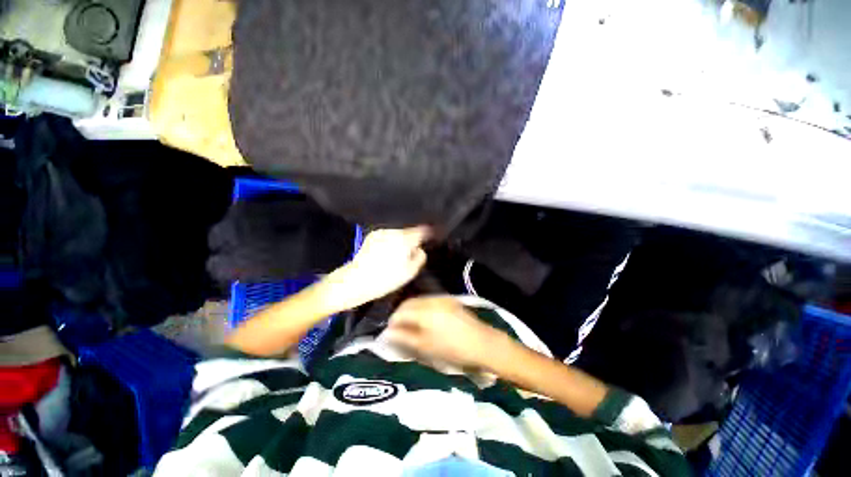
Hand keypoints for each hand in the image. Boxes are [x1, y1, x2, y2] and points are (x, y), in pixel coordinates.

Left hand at [326, 226, 429, 308]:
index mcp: (404, 240)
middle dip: (412, 239)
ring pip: (398, 233)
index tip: (432, 236)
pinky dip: (390, 242)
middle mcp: (393, 232)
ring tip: (398, 255)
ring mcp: (381, 232)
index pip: (422, 230)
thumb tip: (420, 249)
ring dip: (401, 240)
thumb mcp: (409, 272)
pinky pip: (387, 236)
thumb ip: (419, 257)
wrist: (355, 281)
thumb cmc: (385, 279)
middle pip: (409, 231)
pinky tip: (386, 254)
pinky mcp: (372, 236)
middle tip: (412, 252)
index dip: (429, 233)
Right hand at [383, 296, 505, 368]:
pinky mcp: (449, 300)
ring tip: (410, 324)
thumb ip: (405, 337)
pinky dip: (422, 308)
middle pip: (410, 302)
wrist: (482, 343)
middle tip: (398, 328)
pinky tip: (424, 318)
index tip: (389, 331)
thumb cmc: (453, 348)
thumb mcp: (426, 346)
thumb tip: (388, 332)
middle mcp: (432, 300)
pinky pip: (429, 300)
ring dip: (411, 310)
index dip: (393, 321)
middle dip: (401, 313)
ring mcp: (442, 298)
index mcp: (425, 311)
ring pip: (419, 300)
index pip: (401, 311)